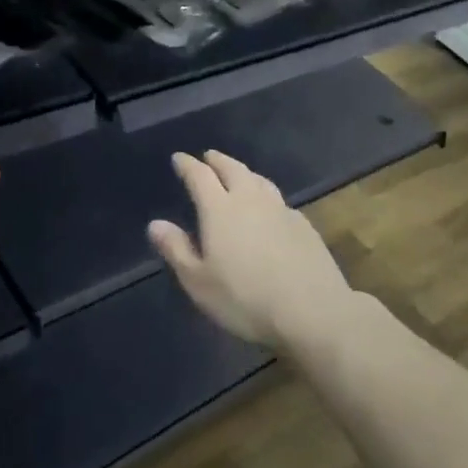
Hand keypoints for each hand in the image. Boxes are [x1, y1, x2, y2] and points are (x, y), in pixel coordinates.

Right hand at [148, 151, 353, 348]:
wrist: (312, 311)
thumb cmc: (245, 299)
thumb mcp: (198, 282)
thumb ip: (176, 249)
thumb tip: (155, 223)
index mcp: (220, 209)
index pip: (199, 176)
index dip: (187, 165)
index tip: (179, 158)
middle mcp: (250, 200)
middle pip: (232, 169)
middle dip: (217, 160)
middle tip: (208, 157)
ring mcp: (280, 209)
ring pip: (258, 179)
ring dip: (244, 172)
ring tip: (237, 174)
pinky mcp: (303, 224)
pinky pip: (278, 199)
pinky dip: (265, 194)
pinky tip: (268, 207)